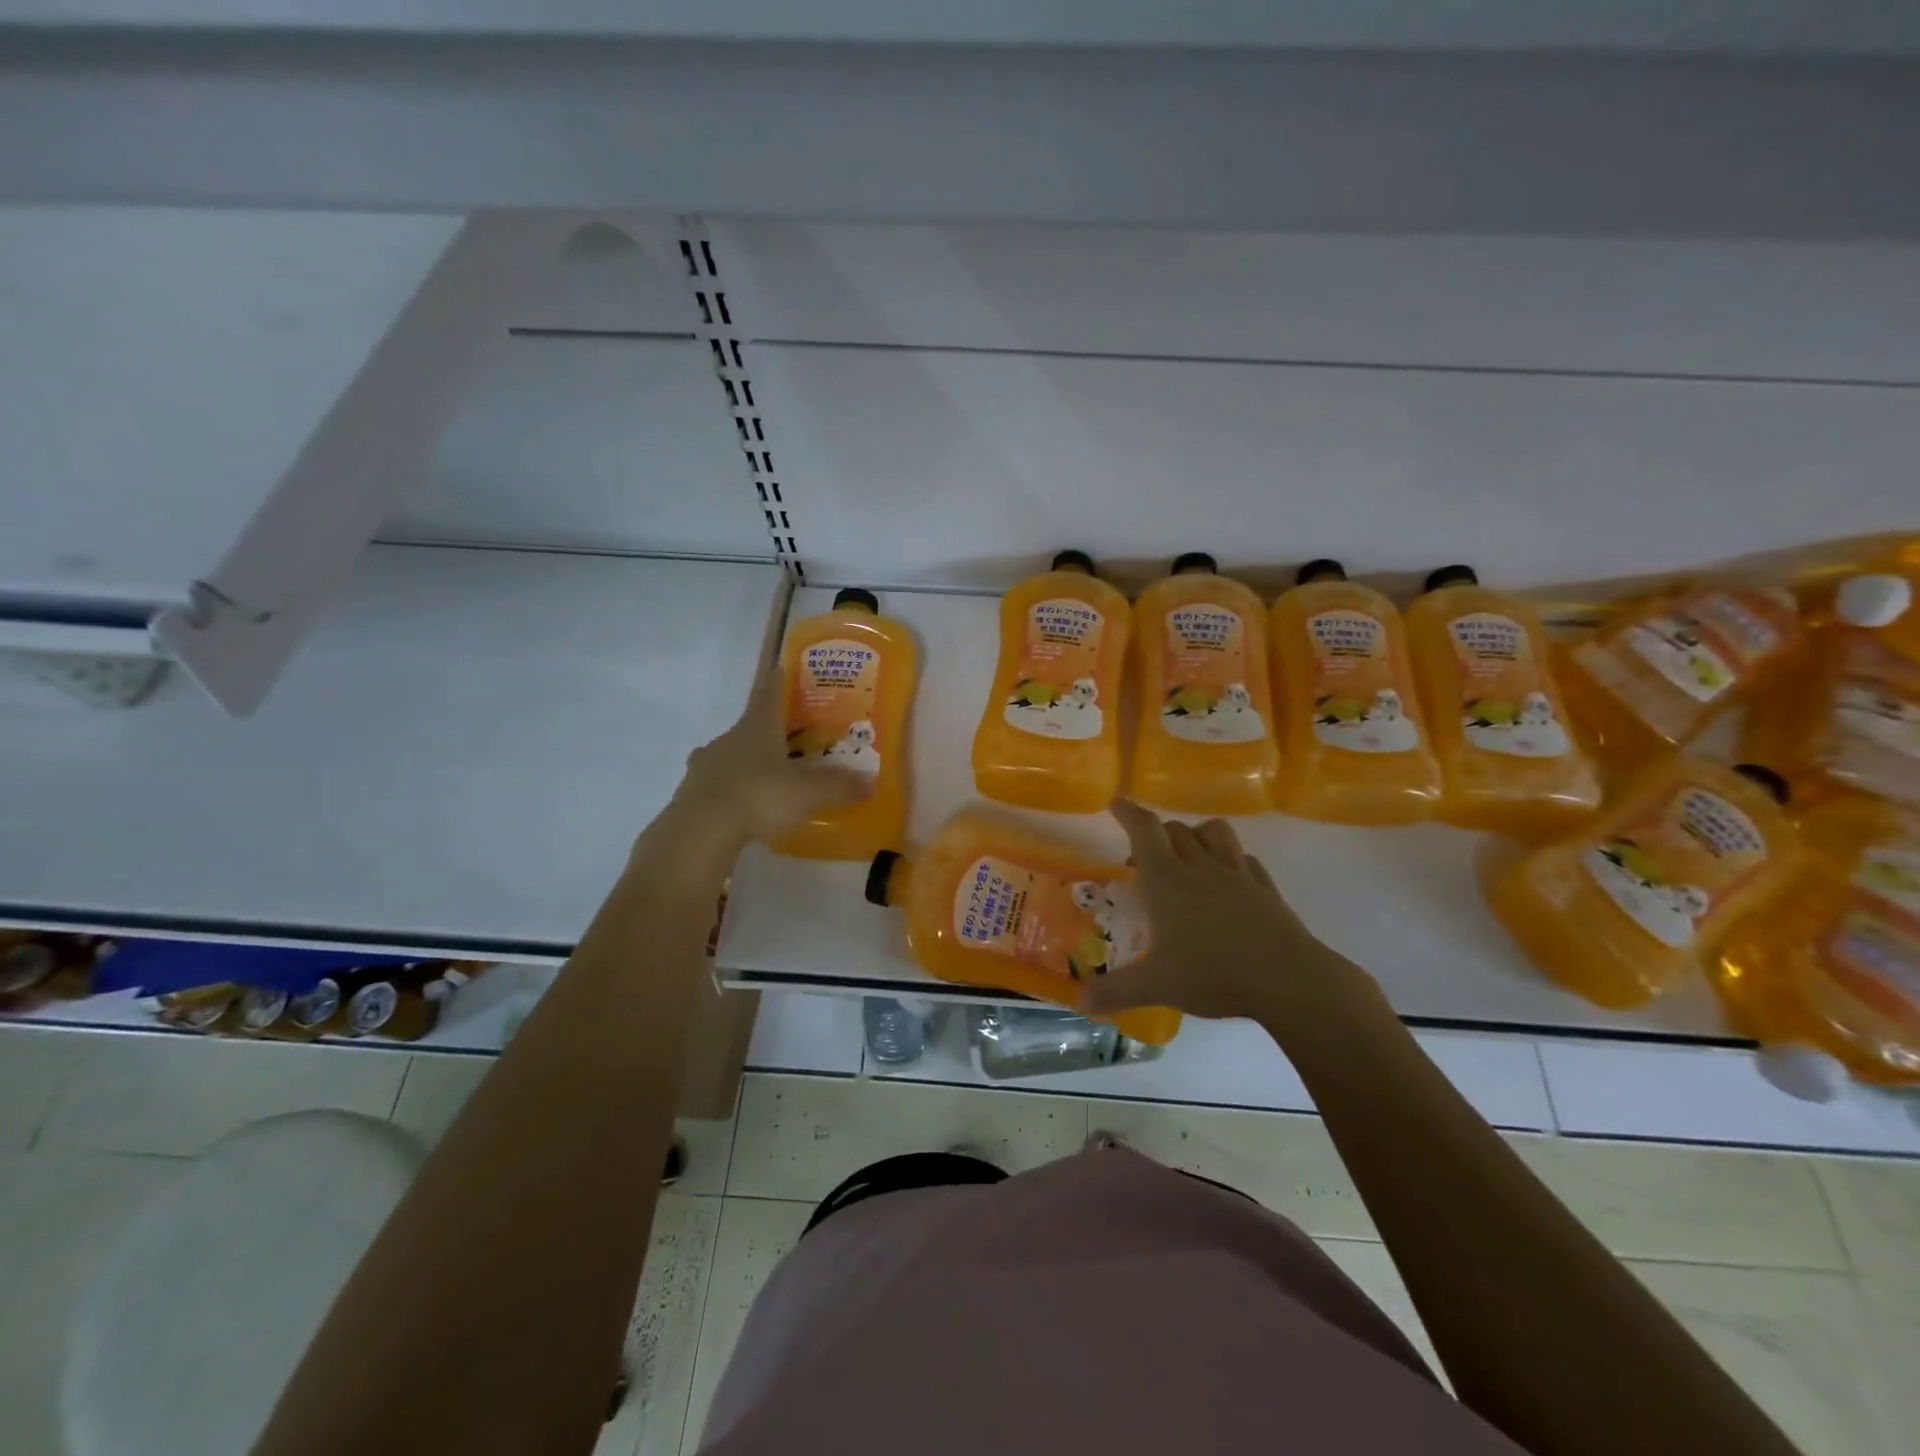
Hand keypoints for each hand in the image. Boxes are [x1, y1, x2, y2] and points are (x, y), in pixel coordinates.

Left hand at [671, 669, 870, 845]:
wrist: (700, 831)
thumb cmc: (758, 796)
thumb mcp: (808, 792)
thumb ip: (839, 786)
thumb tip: (871, 781)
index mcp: (757, 728)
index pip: (770, 695)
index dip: (779, 682)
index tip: (781, 667)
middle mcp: (729, 739)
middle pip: (751, 727)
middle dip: (769, 730)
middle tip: (789, 737)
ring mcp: (706, 765)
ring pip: (731, 754)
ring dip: (747, 760)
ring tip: (766, 774)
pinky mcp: (692, 793)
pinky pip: (717, 783)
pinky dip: (731, 788)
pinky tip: (741, 802)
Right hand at [1081, 801, 1374, 1022]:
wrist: (1288, 979)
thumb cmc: (1213, 973)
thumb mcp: (1156, 985)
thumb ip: (1116, 991)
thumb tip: (1082, 1003)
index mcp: (1167, 880)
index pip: (1144, 829)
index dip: (1128, 812)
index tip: (1115, 802)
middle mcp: (1200, 867)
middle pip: (1176, 829)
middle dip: (1157, 832)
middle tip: (1144, 853)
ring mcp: (1238, 875)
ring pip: (1215, 833)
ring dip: (1197, 834)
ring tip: (1188, 854)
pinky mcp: (1266, 889)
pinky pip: (1246, 860)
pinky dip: (1232, 860)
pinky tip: (1229, 880)